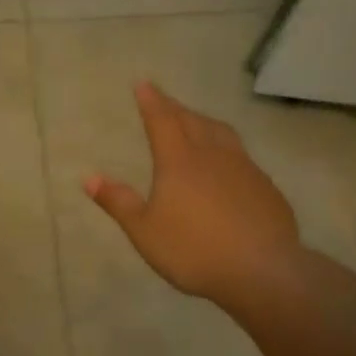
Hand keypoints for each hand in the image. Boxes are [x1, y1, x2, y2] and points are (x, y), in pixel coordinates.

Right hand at [84, 82, 299, 305]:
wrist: (263, 271)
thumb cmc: (194, 250)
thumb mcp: (144, 231)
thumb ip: (118, 202)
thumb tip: (89, 178)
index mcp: (178, 161)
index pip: (162, 120)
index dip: (151, 101)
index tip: (144, 84)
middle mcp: (212, 155)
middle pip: (192, 121)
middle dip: (175, 107)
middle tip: (164, 100)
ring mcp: (244, 169)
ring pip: (221, 133)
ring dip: (204, 122)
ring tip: (196, 121)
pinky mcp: (266, 187)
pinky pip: (242, 156)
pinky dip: (227, 148)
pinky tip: (228, 164)